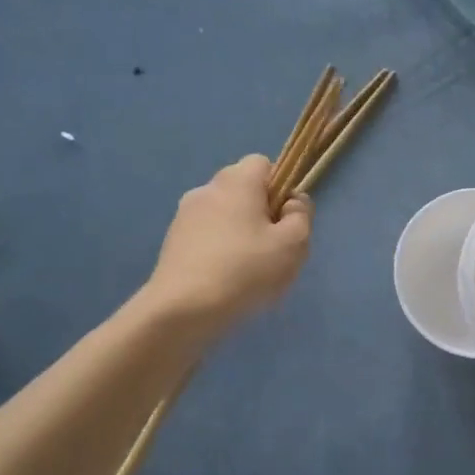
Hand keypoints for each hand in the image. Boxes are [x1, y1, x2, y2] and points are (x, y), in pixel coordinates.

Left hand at [145, 156, 311, 335]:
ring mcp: (185, 216)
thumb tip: (293, 202)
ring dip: (240, 233)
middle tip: (274, 249)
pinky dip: (220, 250)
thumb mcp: (293, 244)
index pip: (263, 163)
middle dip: (262, 212)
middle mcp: (207, 189)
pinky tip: (227, 281)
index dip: (281, 187)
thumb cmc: (245, 270)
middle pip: (244, 190)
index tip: (286, 219)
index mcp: (237, 181)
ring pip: (225, 214)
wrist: (182, 310)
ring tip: (250, 271)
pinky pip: (207, 236)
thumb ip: (302, 215)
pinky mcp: (173, 242)